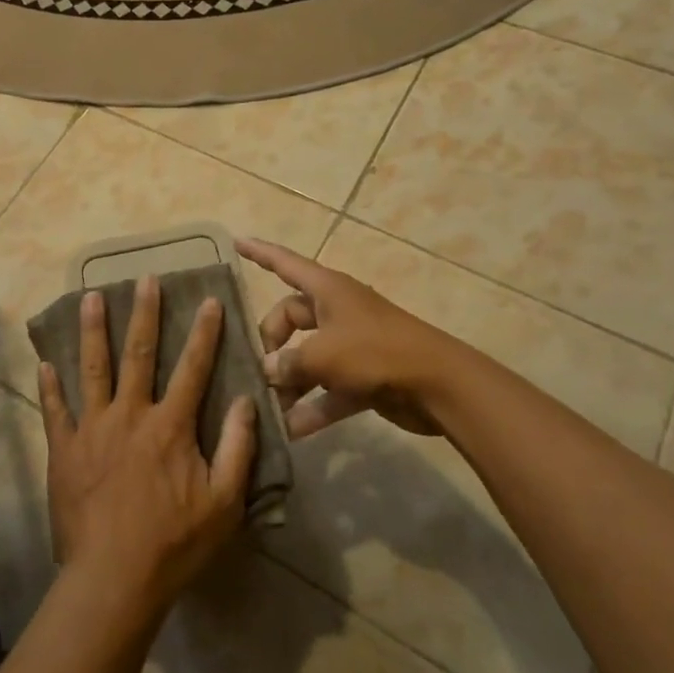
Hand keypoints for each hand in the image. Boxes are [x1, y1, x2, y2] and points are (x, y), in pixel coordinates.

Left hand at [38, 276, 257, 616]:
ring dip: (92, 331)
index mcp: (171, 426)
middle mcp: (131, 415)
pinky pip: (55, 410)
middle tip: (144, 278)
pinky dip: (49, 386)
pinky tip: (44, 362)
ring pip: (92, 369)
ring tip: (89, 296)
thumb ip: (238, 448)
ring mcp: (92, 429)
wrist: (113, 579)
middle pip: (138, 354)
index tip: (208, 300)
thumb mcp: (224, 502)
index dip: (204, 333)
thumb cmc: (174, 543)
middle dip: (143, 313)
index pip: (193, 368)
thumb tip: (245, 400)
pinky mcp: (64, 449)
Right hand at [236, 238, 464, 439]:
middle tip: (257, 370)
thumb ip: (288, 363)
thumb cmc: (375, 352)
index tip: (235, 242)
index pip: (285, 263)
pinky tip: (290, 431)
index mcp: (327, 290)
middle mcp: (336, 311)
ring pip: (307, 358)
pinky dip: (312, 407)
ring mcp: (351, 345)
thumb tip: (267, 371)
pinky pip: (328, 389)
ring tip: (264, 407)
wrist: (438, 385)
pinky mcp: (363, 377)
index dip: (259, 253)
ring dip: (288, 382)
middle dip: (270, 344)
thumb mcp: (323, 355)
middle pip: (290, 319)